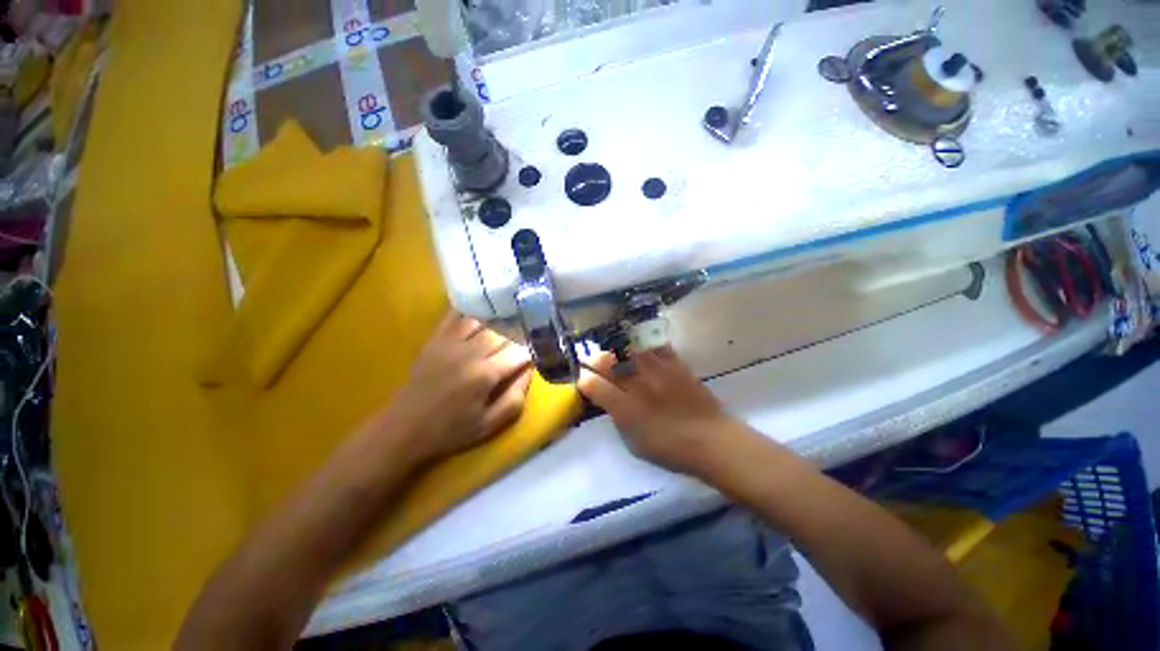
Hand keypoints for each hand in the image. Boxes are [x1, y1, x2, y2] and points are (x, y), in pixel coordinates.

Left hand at [376, 312, 532, 464]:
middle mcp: (469, 352)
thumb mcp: (489, 425)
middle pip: (504, 331)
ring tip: (509, 323)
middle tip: (525, 340)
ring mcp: (450, 342)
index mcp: (485, 374)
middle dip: (519, 335)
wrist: (404, 428)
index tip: (537, 354)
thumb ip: (515, 398)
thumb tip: (530, 370)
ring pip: (484, 319)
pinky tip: (483, 309)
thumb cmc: (450, 430)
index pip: (519, 351)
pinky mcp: (435, 339)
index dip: (532, 351)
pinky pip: (456, 316)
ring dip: (500, 321)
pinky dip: (472, 310)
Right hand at [578, 347, 748, 475]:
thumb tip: (609, 400)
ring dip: (619, 350)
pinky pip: (657, 347)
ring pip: (630, 349)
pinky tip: (645, 351)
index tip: (584, 380)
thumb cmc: (671, 448)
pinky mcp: (675, 364)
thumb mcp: (635, 443)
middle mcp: (638, 385)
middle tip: (596, 361)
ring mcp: (657, 371)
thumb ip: (619, 418)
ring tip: (618, 353)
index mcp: (625, 408)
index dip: (584, 380)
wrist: (712, 440)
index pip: (593, 385)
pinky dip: (647, 347)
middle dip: (596, 359)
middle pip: (608, 361)